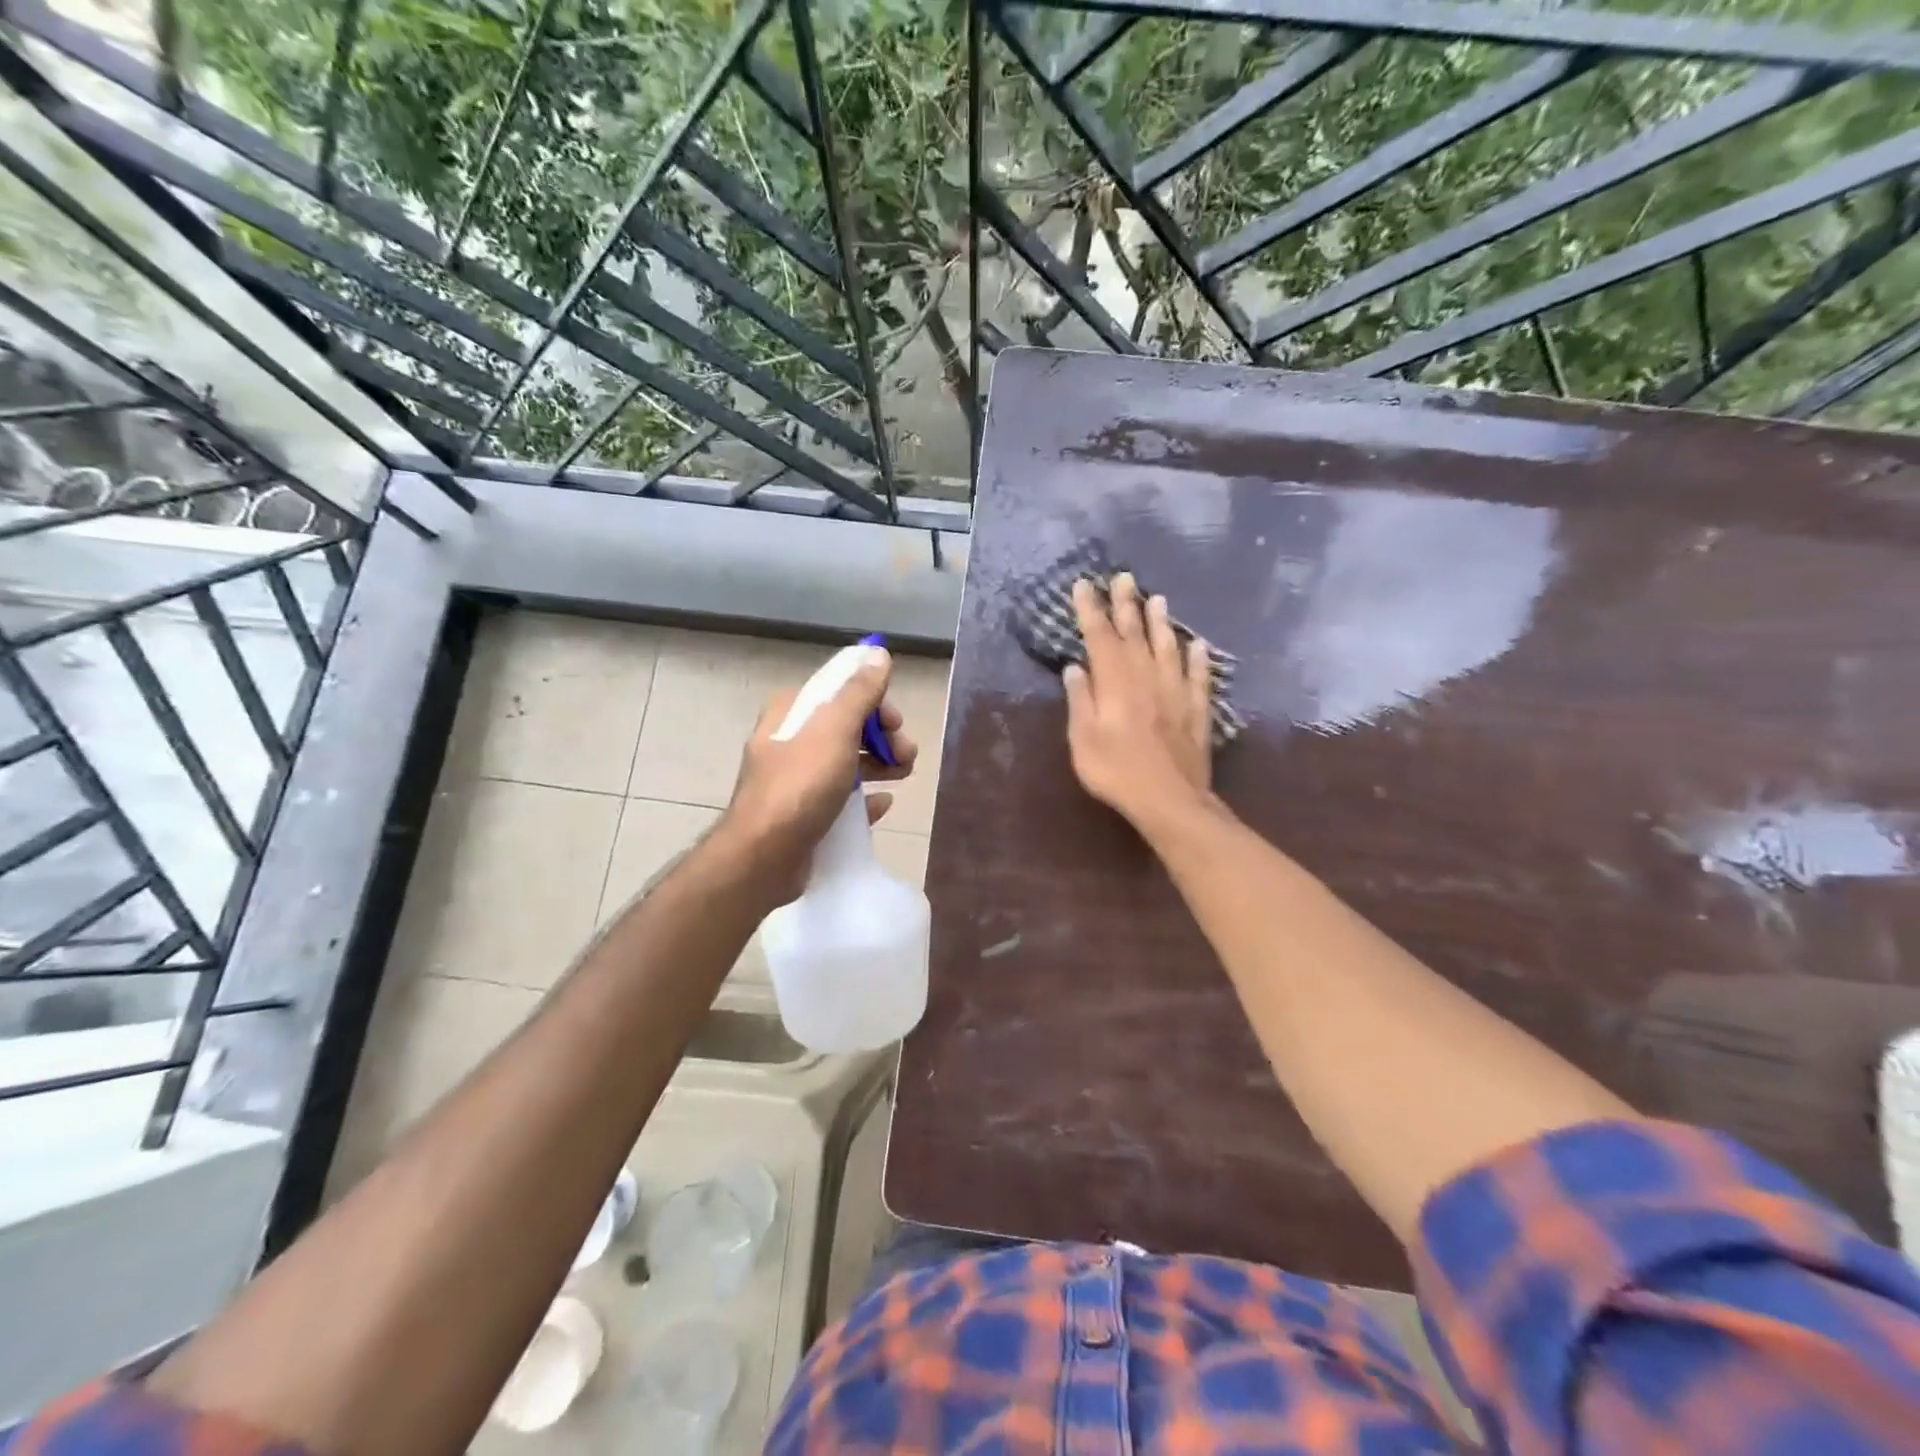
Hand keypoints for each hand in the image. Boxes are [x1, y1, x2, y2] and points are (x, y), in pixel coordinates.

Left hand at [719, 644, 916, 905]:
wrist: (764, 855)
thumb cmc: (801, 785)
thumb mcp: (835, 729)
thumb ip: (859, 691)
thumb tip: (878, 653)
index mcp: (792, 712)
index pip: (840, 691)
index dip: (874, 702)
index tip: (896, 723)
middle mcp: (791, 740)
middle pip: (848, 726)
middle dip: (882, 737)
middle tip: (906, 756)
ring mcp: (796, 779)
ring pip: (847, 761)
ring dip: (880, 764)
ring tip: (903, 776)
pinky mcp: (803, 813)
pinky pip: (842, 798)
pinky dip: (865, 797)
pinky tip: (882, 804)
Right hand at [1063, 572, 1213, 834]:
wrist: (1170, 800)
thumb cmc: (1116, 771)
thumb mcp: (1083, 739)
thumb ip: (1080, 700)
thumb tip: (1075, 667)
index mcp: (1116, 682)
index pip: (1100, 636)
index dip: (1091, 609)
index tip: (1084, 585)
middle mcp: (1147, 677)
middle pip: (1135, 634)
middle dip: (1126, 604)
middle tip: (1124, 577)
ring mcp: (1176, 692)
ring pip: (1169, 647)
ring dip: (1162, 622)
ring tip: (1158, 599)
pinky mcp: (1197, 710)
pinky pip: (1198, 677)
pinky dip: (1198, 658)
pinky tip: (1198, 645)